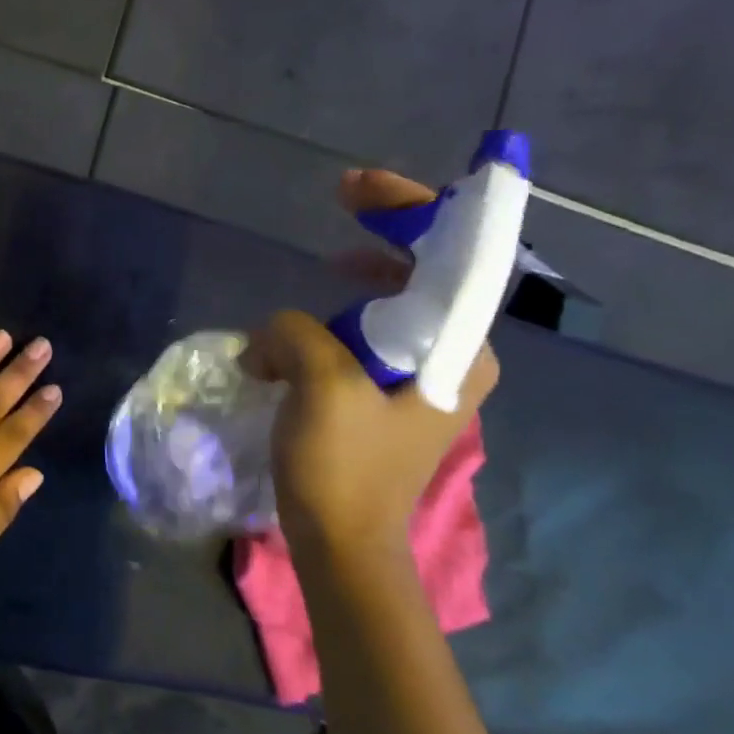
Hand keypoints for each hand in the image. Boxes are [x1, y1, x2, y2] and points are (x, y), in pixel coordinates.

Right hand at [243, 169, 497, 557]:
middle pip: (423, 277)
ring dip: (341, 297)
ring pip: (387, 310)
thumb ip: (297, 331)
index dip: (410, 209)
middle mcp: (455, 362)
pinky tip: (290, 348)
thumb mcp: (321, 386)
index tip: (357, 187)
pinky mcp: (390, 403)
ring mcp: (423, 383)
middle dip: (381, 239)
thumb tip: (272, 334)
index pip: (451, 259)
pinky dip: (328, 331)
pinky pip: (363, 343)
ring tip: (305, 298)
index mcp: (460, 353)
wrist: (341, 546)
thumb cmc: (344, 469)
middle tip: (341, 207)